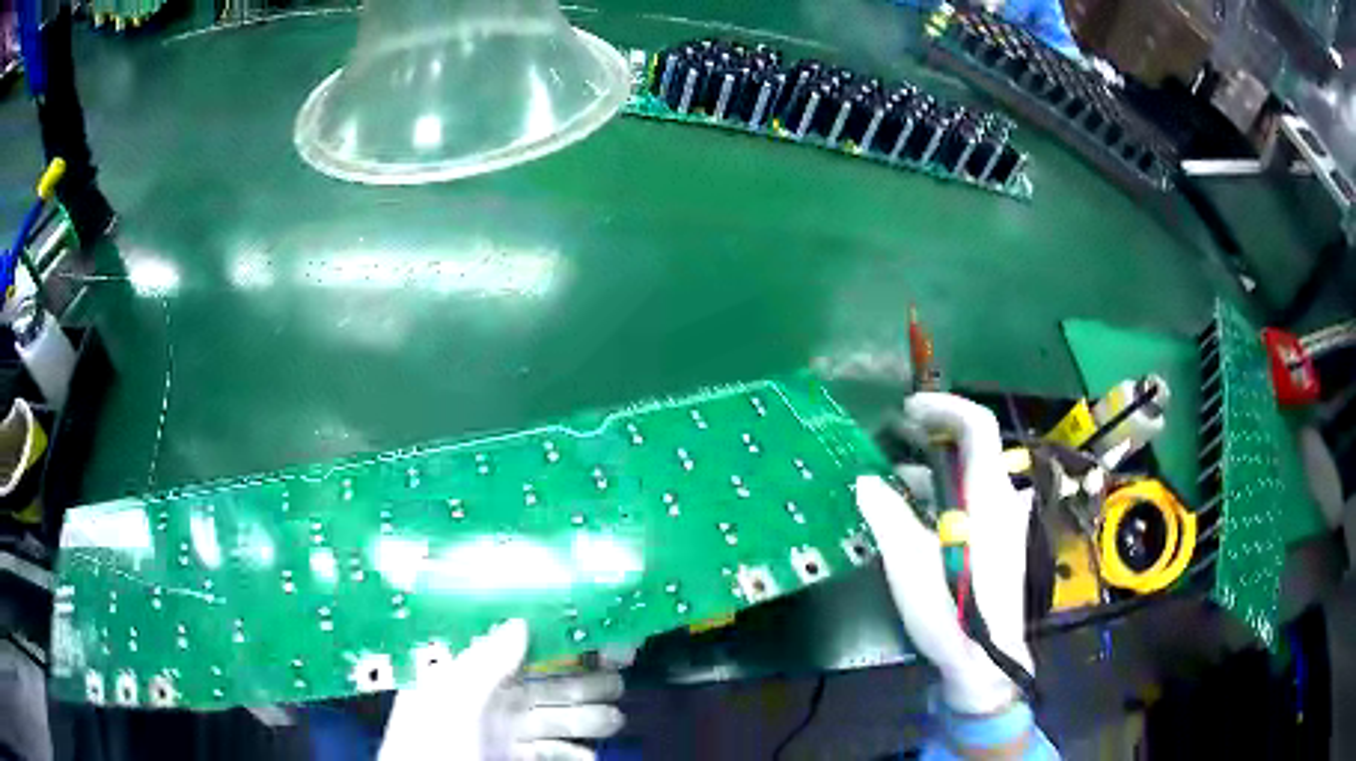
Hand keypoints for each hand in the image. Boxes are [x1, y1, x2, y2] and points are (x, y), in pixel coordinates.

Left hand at [379, 620, 625, 760]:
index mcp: (471, 675)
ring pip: (561, 719)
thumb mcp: (450, 698)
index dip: (558, 638)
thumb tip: (519, 623)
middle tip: (619, 675)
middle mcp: (493, 701)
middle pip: (550, 684)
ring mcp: (508, 734)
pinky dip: (577, 753)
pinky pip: (556, 752)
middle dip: (588, 679)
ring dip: (591, 718)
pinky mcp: (518, 759)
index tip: (597, 631)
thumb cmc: (429, 742)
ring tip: (614, 718)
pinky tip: (589, 755)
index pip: (521, 647)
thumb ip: (484, 662)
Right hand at [856, 392, 1033, 714]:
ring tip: (891, 484)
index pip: (977, 426)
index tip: (908, 410)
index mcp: (988, 496)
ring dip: (933, 471)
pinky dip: (944, 494)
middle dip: (932, 437)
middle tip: (892, 443)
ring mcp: (1005, 521)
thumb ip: (888, 517)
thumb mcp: (910, 565)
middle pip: (973, 448)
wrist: (984, 659)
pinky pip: (973, 500)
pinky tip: (915, 519)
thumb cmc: (952, 609)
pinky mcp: (1000, 540)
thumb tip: (865, 481)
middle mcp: (1002, 499)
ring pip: (971, 477)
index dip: (944, 406)